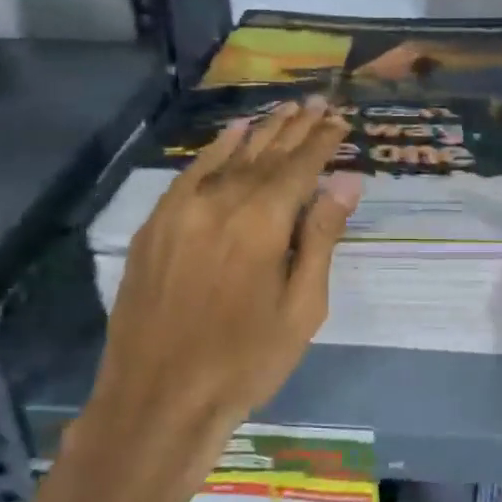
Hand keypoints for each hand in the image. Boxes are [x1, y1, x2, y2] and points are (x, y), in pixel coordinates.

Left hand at [66, 98, 361, 494]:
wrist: (157, 399)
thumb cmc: (245, 361)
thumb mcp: (302, 308)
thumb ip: (321, 238)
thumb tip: (346, 182)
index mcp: (261, 223)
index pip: (299, 167)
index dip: (321, 141)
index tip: (339, 119)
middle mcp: (220, 202)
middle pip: (265, 154)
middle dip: (294, 127)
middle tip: (318, 102)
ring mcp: (181, 210)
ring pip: (229, 158)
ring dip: (260, 132)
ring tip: (285, 108)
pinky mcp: (155, 225)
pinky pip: (190, 174)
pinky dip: (215, 151)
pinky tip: (232, 135)